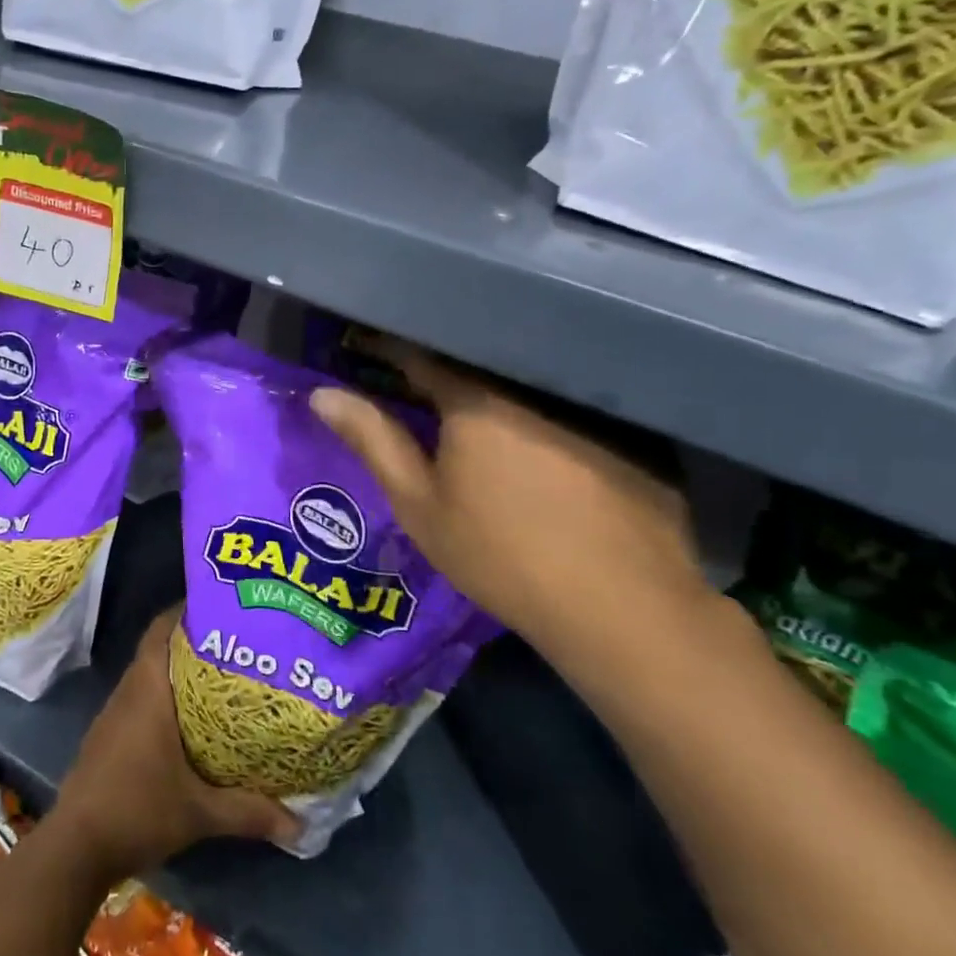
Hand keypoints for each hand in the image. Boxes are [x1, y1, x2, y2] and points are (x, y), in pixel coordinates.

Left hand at [51, 609, 299, 881]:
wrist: (77, 846)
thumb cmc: (137, 810)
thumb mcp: (199, 812)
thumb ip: (248, 812)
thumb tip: (299, 824)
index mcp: (148, 689)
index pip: (161, 629)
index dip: (185, 610)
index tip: (219, 605)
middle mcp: (130, 690)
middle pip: (159, 647)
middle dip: (193, 640)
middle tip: (235, 641)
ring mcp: (116, 713)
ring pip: (150, 674)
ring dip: (179, 670)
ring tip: (222, 674)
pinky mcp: (110, 735)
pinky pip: (142, 698)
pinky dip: (166, 695)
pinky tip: (192, 718)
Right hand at [310, 341, 710, 657]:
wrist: (619, 608)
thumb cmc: (500, 555)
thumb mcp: (420, 504)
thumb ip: (373, 441)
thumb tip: (322, 394)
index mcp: (477, 401)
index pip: (421, 357)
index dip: (390, 349)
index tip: (367, 346)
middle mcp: (534, 389)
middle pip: (479, 364)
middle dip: (445, 368)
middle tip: (419, 383)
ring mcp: (591, 411)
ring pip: (529, 384)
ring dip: (498, 388)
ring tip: (478, 404)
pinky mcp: (633, 437)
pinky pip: (576, 408)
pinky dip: (548, 413)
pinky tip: (545, 440)